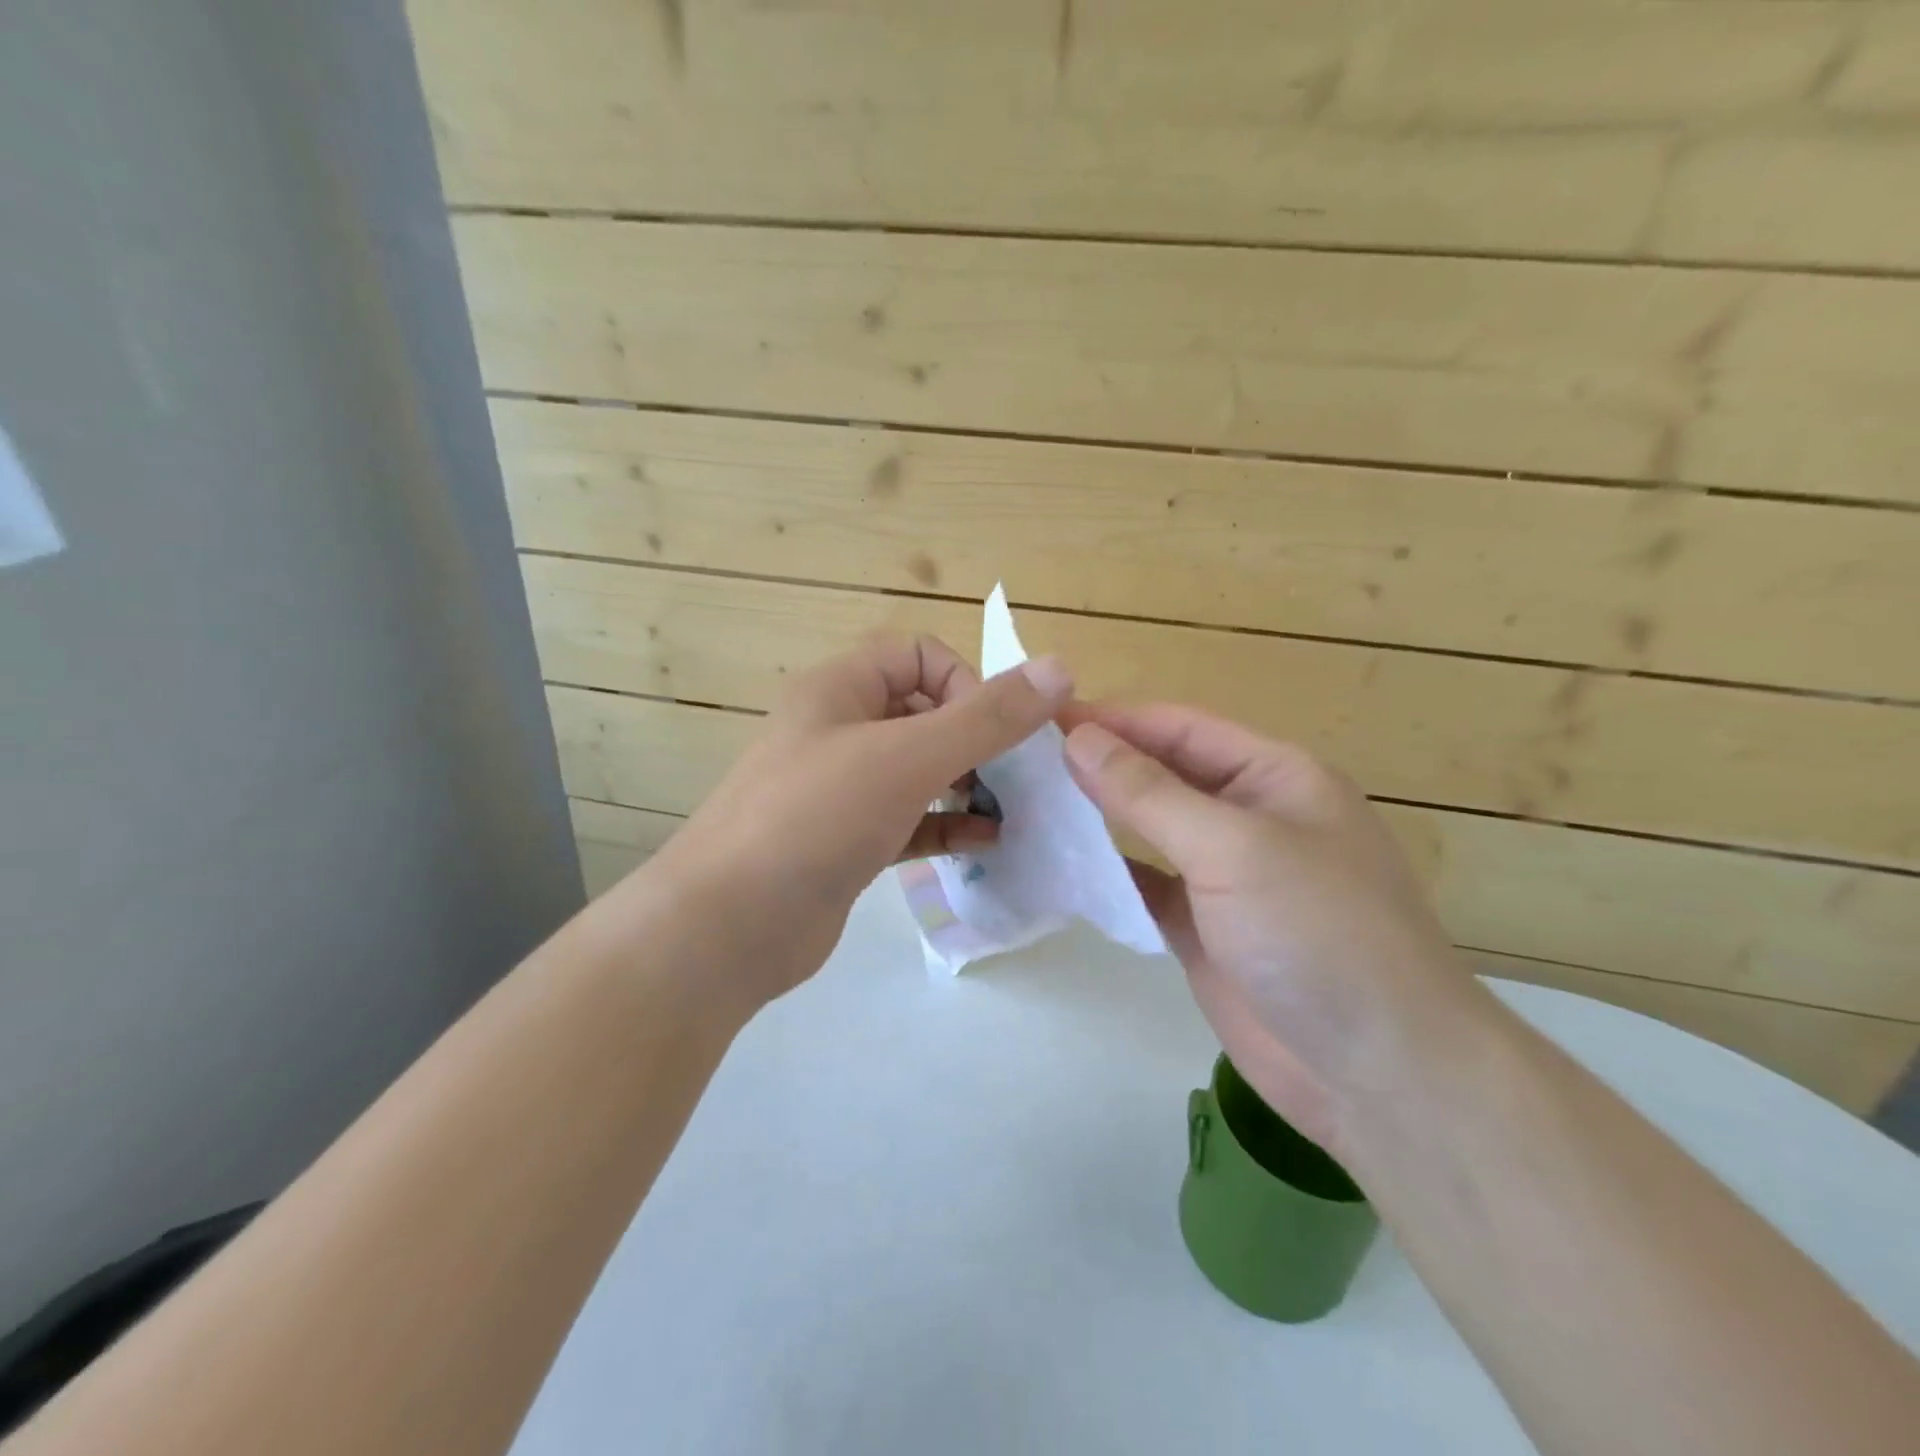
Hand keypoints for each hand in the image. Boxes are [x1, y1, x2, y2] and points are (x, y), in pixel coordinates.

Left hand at [643, 635, 1072, 1007]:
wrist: (727, 927)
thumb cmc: (815, 819)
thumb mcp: (906, 758)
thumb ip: (985, 717)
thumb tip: (1060, 669)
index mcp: (840, 689)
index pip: (919, 654)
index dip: (964, 683)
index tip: (994, 732)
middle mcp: (839, 730)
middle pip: (924, 712)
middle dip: (975, 738)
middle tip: (1015, 777)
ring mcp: (841, 789)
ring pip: (919, 769)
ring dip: (967, 783)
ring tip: (1010, 809)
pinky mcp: (848, 841)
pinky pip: (910, 819)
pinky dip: (948, 825)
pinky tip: (986, 842)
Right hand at [1062, 703, 1479, 1153]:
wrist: (1379, 1073)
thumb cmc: (1318, 934)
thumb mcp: (1233, 847)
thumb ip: (1150, 792)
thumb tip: (1080, 738)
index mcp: (1274, 777)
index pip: (1179, 727)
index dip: (1113, 718)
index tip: (1041, 715)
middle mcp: (1249, 817)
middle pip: (1162, 773)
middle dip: (1100, 763)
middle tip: (1022, 759)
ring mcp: (1224, 877)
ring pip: (1149, 829)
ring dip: (1097, 816)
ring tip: (1028, 803)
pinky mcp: (1203, 928)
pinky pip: (1145, 885)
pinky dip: (1107, 873)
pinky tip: (1060, 864)